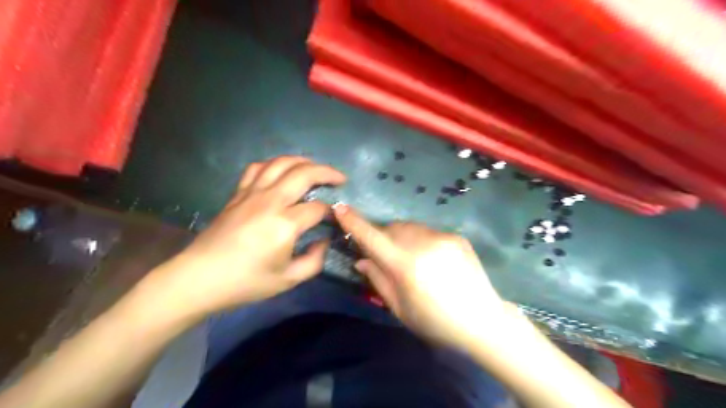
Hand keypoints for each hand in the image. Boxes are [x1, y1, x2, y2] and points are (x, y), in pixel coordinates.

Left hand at [145, 157, 345, 317]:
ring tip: (315, 168)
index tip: (336, 219)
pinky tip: (281, 170)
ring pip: (281, 163)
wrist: (199, 278)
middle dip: (327, 172)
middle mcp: (270, 201)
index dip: (331, 212)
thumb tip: (323, 241)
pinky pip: (258, 168)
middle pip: (304, 173)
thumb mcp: (287, 280)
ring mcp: (252, 193)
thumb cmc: (245, 283)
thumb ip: (314, 260)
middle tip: (340, 178)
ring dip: (303, 161)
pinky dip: (274, 164)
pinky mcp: (238, 193)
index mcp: (285, 224)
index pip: (318, 208)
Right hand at [334, 204, 515, 349]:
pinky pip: (428, 232)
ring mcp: (442, 237)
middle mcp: (422, 244)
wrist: (483, 321)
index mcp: (405, 265)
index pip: (372, 238)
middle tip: (385, 255)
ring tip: (411, 258)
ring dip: (402, 236)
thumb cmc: (436, 322)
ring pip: (410, 227)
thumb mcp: (400, 309)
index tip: (340, 207)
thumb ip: (378, 280)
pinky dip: (421, 240)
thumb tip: (361, 260)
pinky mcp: (456, 237)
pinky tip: (432, 260)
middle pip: (391, 228)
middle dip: (382, 236)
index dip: (354, 222)